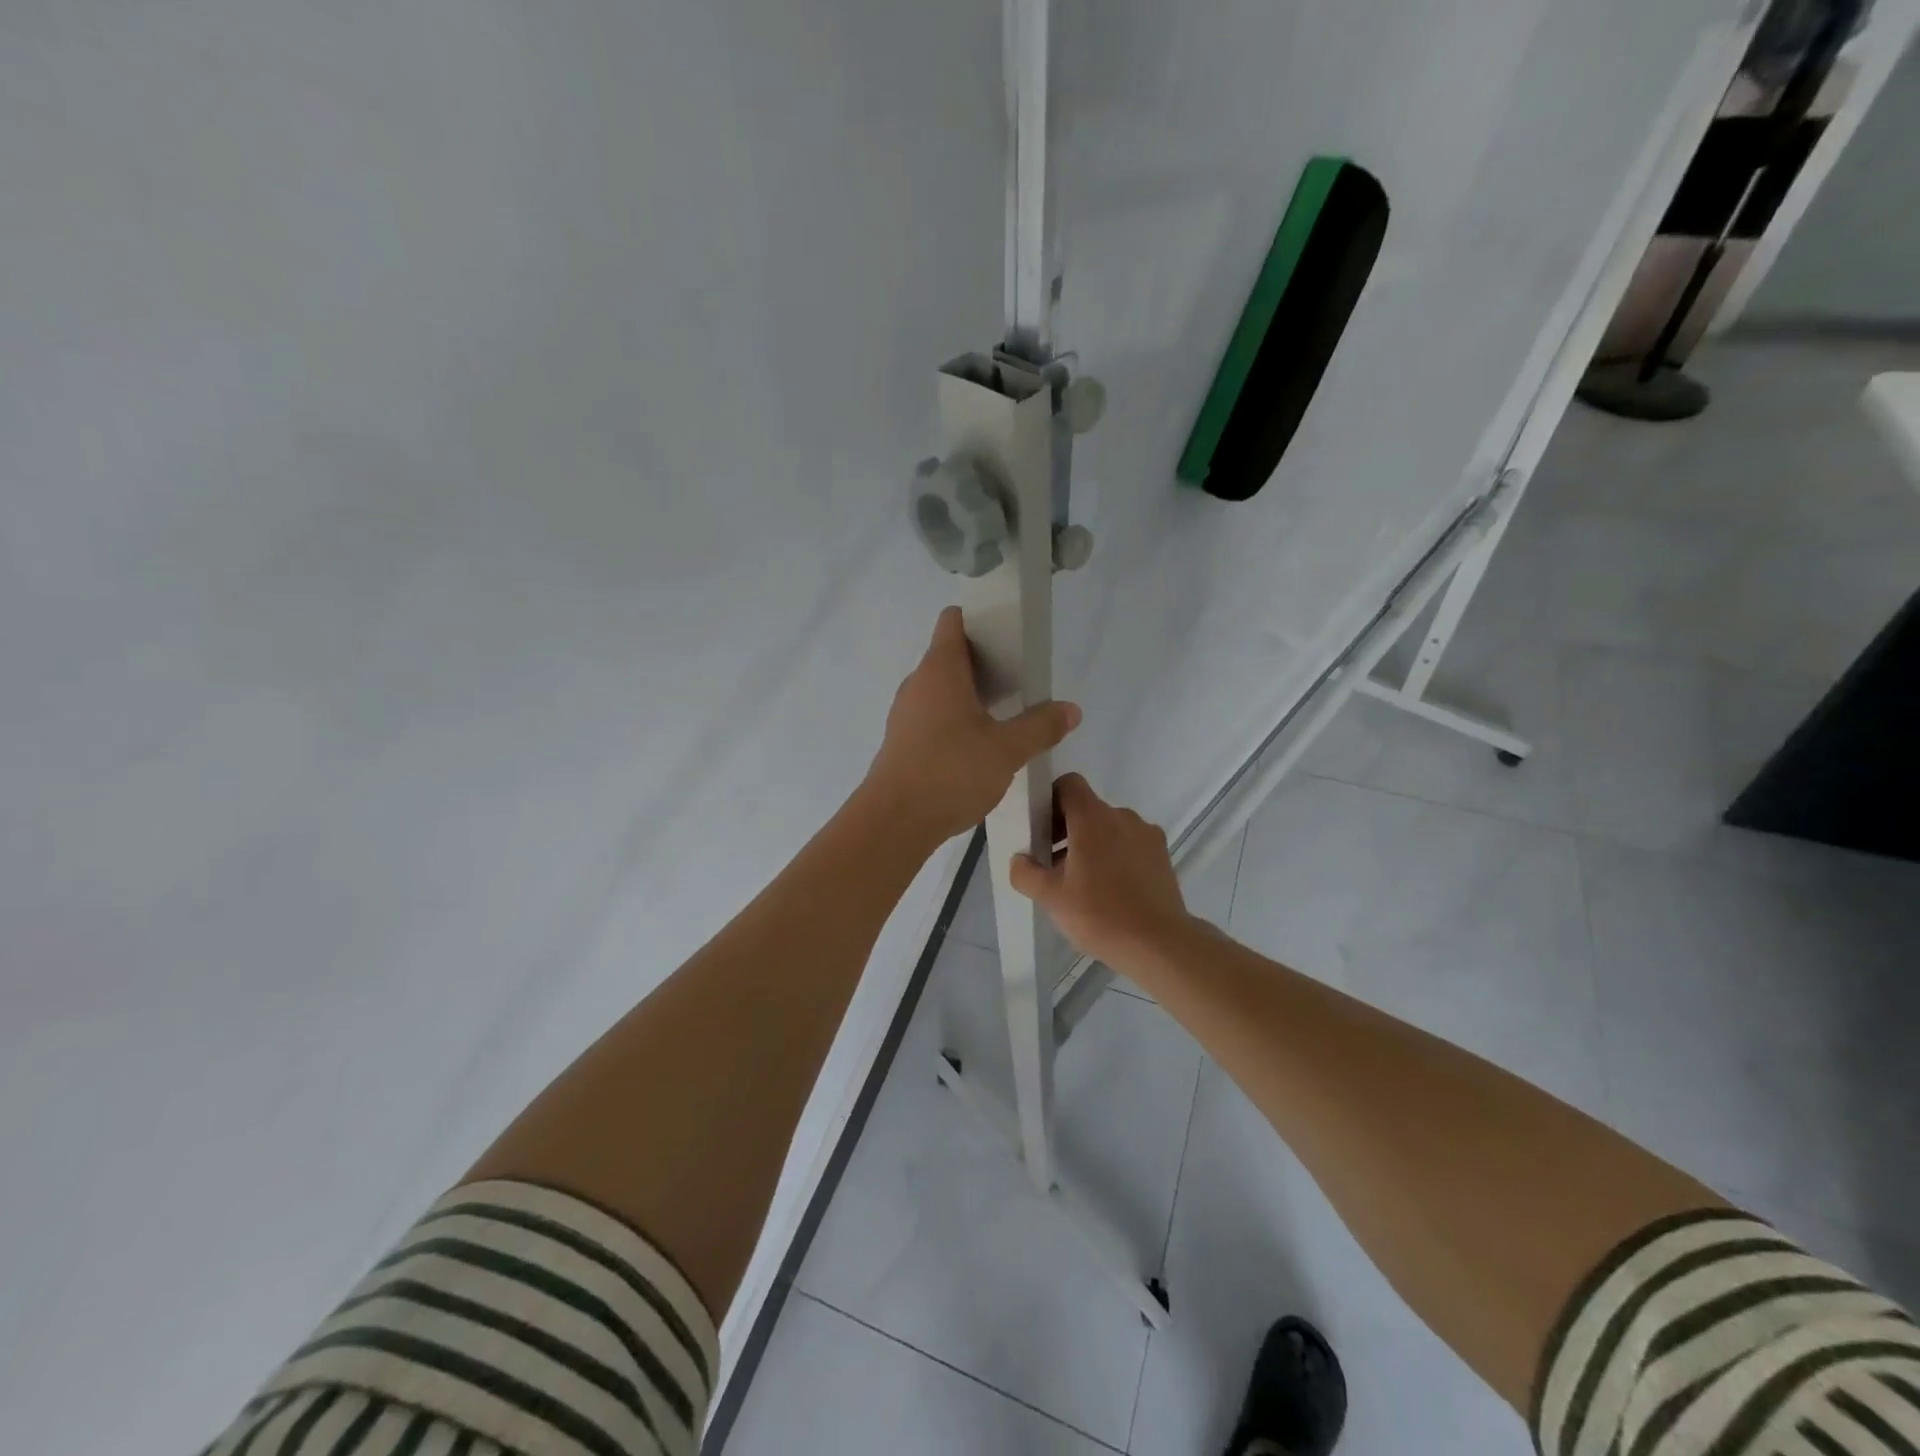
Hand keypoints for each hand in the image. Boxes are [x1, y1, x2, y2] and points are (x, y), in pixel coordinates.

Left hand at [863, 607, 1080, 845]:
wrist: (894, 822)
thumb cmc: (950, 772)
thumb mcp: (1006, 750)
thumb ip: (1040, 727)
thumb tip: (1071, 710)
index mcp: (940, 670)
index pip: (953, 621)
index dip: (980, 619)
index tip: (1009, 635)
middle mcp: (918, 683)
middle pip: (950, 655)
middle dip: (984, 662)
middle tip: (1020, 680)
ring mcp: (906, 713)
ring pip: (942, 689)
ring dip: (971, 694)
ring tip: (1005, 713)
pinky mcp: (903, 741)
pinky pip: (933, 715)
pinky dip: (956, 719)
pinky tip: (978, 744)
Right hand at [1009, 773, 1194, 968]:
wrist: (1159, 944)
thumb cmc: (1100, 914)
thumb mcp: (1050, 897)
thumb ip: (1025, 873)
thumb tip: (1020, 860)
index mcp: (1092, 817)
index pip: (1068, 784)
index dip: (1050, 799)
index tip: (1041, 829)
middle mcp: (1122, 816)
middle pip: (1087, 808)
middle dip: (1066, 828)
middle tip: (1053, 864)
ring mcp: (1146, 834)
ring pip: (1109, 827)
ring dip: (1091, 844)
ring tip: (1082, 882)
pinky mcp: (1162, 855)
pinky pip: (1130, 843)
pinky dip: (1115, 855)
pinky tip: (1110, 890)